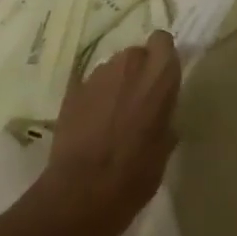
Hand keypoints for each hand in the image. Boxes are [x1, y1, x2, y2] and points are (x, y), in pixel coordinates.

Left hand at [36, 32, 179, 235]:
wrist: (80, 194)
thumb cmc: (134, 174)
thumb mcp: (164, 148)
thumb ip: (165, 118)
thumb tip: (162, 116)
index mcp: (159, 75)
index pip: (163, 40)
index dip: (162, 56)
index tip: (162, 78)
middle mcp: (129, 64)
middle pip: (136, 53)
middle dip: (139, 72)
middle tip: (138, 101)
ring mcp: (97, 76)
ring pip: (112, 68)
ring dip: (116, 84)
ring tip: (112, 116)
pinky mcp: (71, 91)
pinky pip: (90, 86)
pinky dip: (94, 98)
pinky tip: (91, 125)